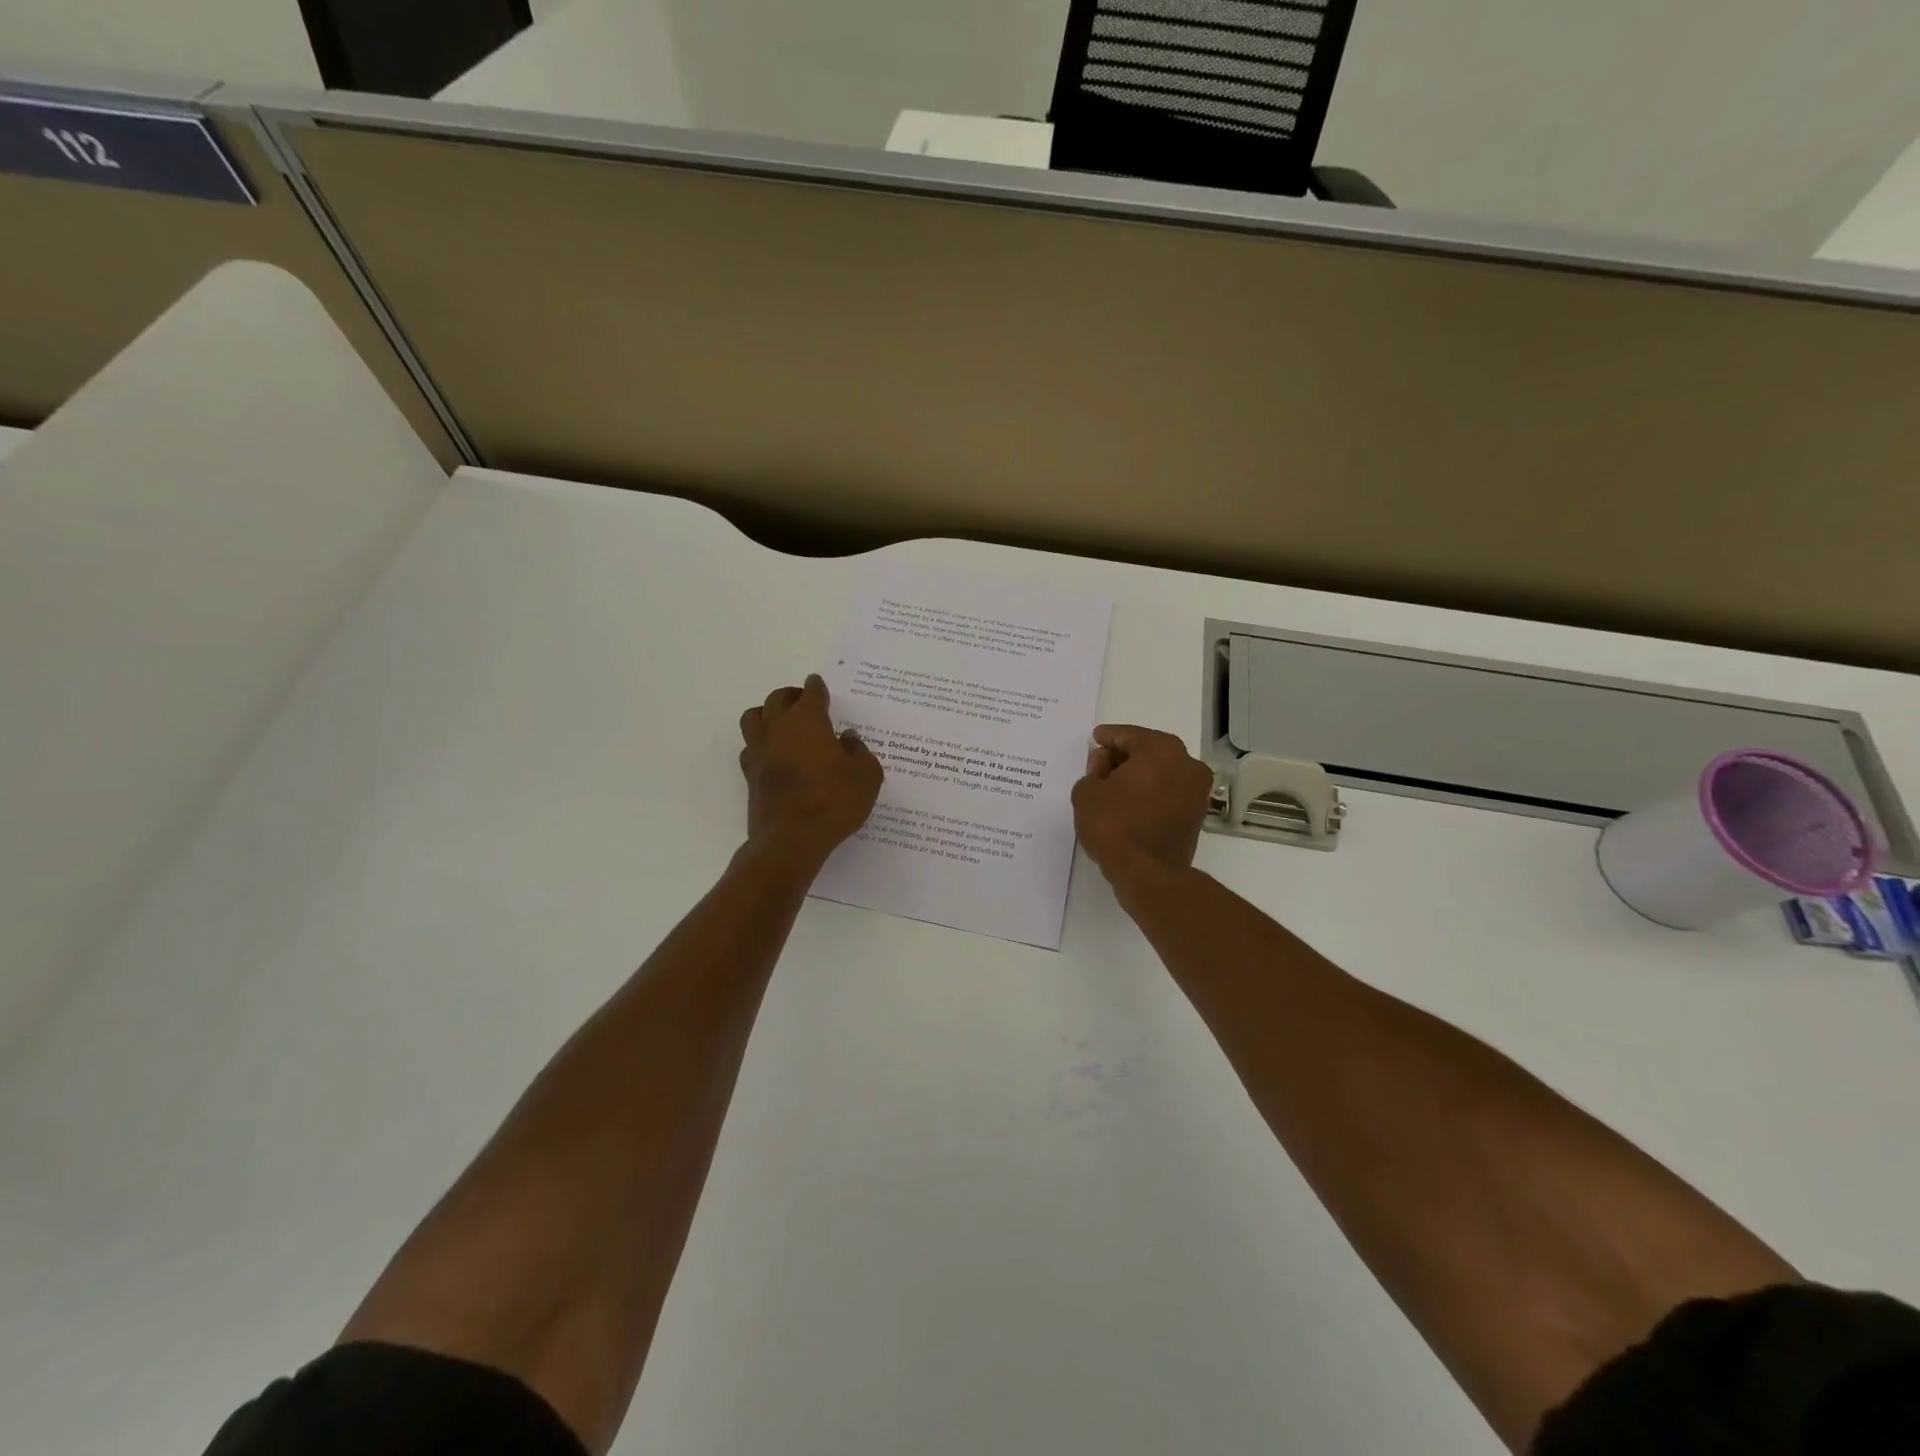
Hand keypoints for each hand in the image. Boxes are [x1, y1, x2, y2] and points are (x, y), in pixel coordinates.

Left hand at [738, 675, 882, 866]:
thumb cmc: (834, 801)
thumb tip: (847, 739)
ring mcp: (759, 751)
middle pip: (777, 699)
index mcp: (807, 720)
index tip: (819, 685)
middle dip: (792, 695)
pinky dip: (761, 745)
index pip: (811, 693)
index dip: (817, 688)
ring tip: (782, 723)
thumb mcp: (866, 775)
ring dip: (767, 714)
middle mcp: (778, 728)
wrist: (792, 839)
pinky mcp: (749, 775)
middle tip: (804, 701)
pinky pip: (750, 748)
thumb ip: (859, 751)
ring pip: (753, 718)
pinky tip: (774, 755)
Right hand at [1072, 724, 1213, 888]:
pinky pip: (1167, 792)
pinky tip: (1128, 804)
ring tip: (1111, 788)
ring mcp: (1196, 789)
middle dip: (1122, 757)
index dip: (1107, 738)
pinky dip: (1150, 793)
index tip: (1095, 740)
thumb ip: (1093, 769)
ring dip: (1138, 776)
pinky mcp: (1197, 813)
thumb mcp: (1087, 792)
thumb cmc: (1114, 826)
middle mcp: (1186, 762)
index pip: (1127, 735)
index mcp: (1161, 748)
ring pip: (1160, 771)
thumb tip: (1106, 765)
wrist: (1148, 874)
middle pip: (1147, 751)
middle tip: (1099, 767)